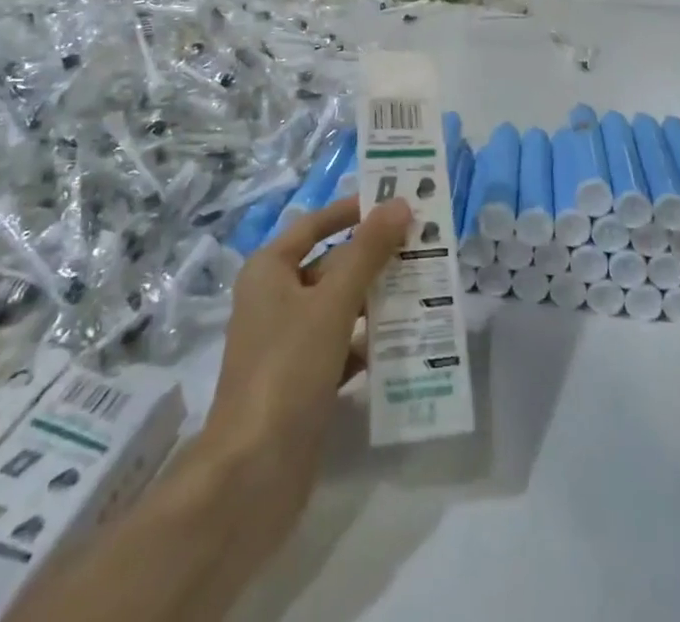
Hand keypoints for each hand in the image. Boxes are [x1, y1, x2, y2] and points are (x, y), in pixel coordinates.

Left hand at [194, 195, 411, 562]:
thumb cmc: (287, 369)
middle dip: (374, 257)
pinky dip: (370, 341)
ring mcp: (288, 343)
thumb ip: (367, 252)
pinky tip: (407, 339)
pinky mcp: (303, 381)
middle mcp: (275, 299)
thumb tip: (400, 204)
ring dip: (378, 299)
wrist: (251, 475)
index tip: (394, 203)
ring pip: (340, 306)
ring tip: (427, 287)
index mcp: (269, 271)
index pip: (314, 225)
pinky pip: (343, 346)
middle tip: (424, 246)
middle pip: (331, 265)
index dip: (352, 211)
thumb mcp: (332, 303)